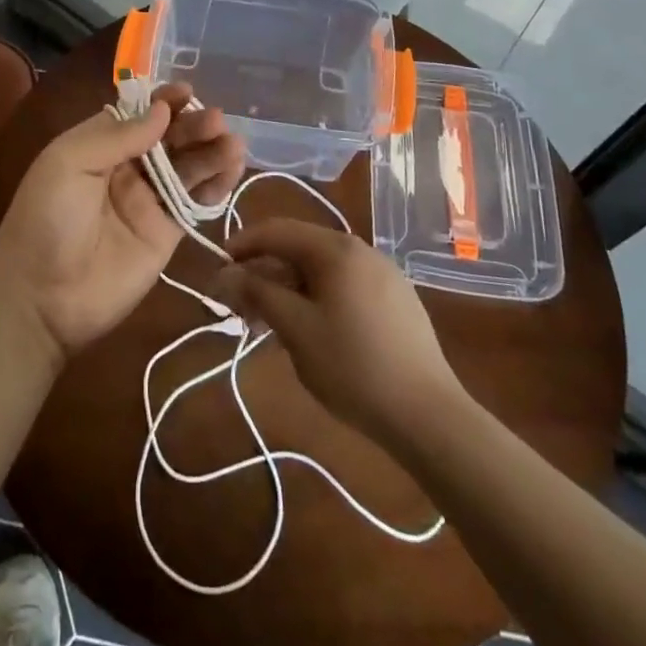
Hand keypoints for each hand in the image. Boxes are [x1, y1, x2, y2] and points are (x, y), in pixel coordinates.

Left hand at [0, 84, 246, 359]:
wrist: (42, 298)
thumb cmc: (46, 219)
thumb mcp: (68, 164)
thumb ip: (117, 136)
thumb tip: (161, 110)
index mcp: (98, 145)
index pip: (137, 115)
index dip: (163, 102)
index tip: (187, 92)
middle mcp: (126, 168)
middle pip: (168, 138)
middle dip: (192, 126)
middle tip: (216, 120)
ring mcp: (148, 201)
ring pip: (187, 167)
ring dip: (210, 151)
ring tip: (232, 142)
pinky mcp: (167, 233)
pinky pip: (195, 202)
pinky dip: (216, 185)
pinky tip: (233, 168)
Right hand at [209, 218, 460, 449]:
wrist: (428, 415)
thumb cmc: (353, 366)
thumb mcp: (296, 329)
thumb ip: (257, 293)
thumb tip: (224, 273)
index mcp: (336, 248)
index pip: (276, 230)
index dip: (242, 245)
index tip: (217, 270)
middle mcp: (360, 250)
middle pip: (299, 248)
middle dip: (263, 271)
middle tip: (237, 305)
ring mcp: (382, 274)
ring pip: (321, 269)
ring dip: (287, 288)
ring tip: (266, 322)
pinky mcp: (395, 300)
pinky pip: (343, 285)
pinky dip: (315, 297)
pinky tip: (307, 330)